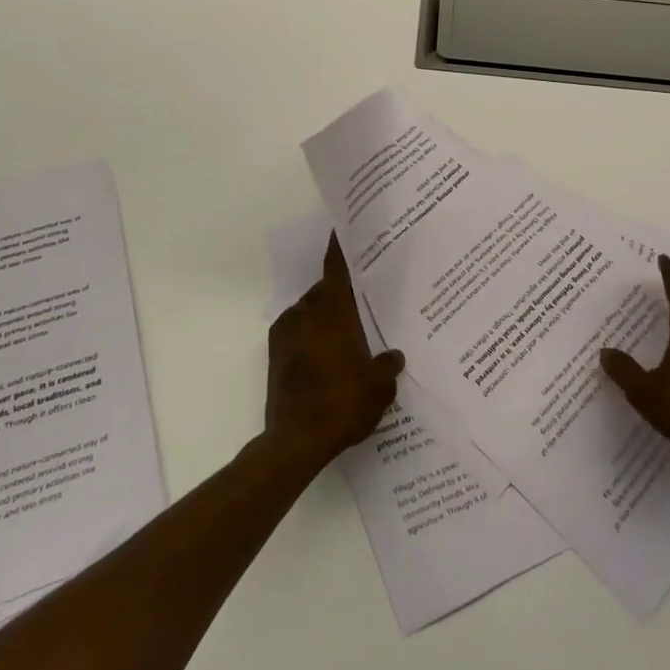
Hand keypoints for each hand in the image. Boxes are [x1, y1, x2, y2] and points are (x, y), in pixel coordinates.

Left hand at [264, 233, 403, 467]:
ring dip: (326, 317)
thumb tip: (393, 356)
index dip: (341, 248)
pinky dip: (313, 337)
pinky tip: (331, 357)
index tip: (343, 228)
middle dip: (341, 292)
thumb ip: (387, 365)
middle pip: (324, 291)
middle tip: (363, 298)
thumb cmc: (343, 403)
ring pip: (310, 312)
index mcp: (331, 311)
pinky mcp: (275, 357)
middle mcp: (305, 313)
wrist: (296, 441)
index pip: (336, 268)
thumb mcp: (379, 386)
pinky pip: (299, 333)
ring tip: (349, 333)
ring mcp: (286, 334)